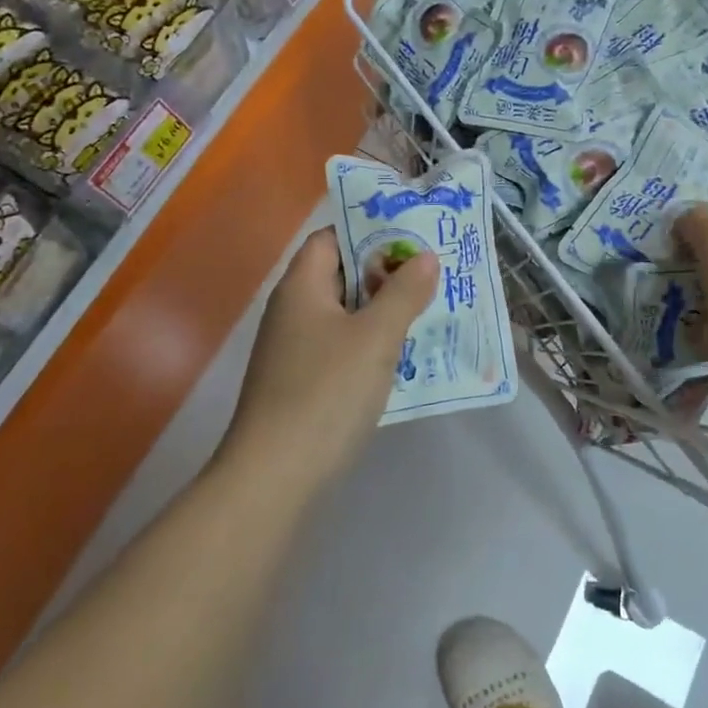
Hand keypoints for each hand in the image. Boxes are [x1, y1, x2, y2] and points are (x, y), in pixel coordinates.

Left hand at [223, 227, 437, 489]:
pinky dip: (371, 344)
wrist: (274, 476)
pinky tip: (404, 357)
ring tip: (429, 309)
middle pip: (340, 276)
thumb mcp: (375, 337)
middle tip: (432, 273)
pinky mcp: (302, 384)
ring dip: (382, 311)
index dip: (369, 231)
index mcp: (301, 287)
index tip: (412, 235)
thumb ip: (403, 293)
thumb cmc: (326, 392)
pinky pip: (342, 348)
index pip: (331, 238)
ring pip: (345, 315)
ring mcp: (294, 350)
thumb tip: (424, 257)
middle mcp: (292, 311)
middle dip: (385, 273)